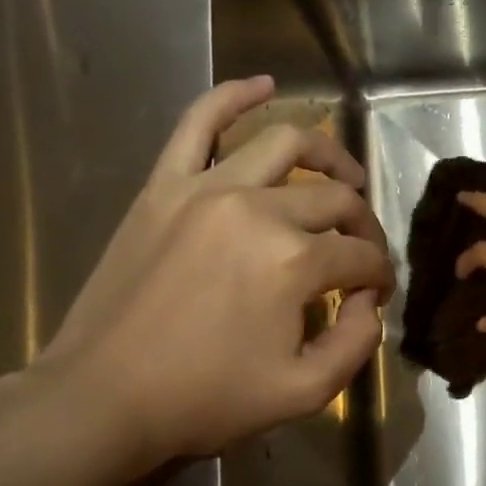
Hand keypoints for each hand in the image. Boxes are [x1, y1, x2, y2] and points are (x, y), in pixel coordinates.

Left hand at [37, 76, 391, 465]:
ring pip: (284, 145)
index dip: (380, 278)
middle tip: (364, 253)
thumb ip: (356, 343)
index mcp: (294, 262)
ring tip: (346, 176)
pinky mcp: (164, 186)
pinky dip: (234, 96)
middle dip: (364, 226)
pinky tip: (264, 86)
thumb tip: (370, 302)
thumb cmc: (206, 399)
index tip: (375, 297)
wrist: (105, 396)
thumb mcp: (304, 392)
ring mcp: (206, 189)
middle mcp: (257, 210)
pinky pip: (199, 123)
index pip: (361, 257)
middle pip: (333, 200)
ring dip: (327, 155)